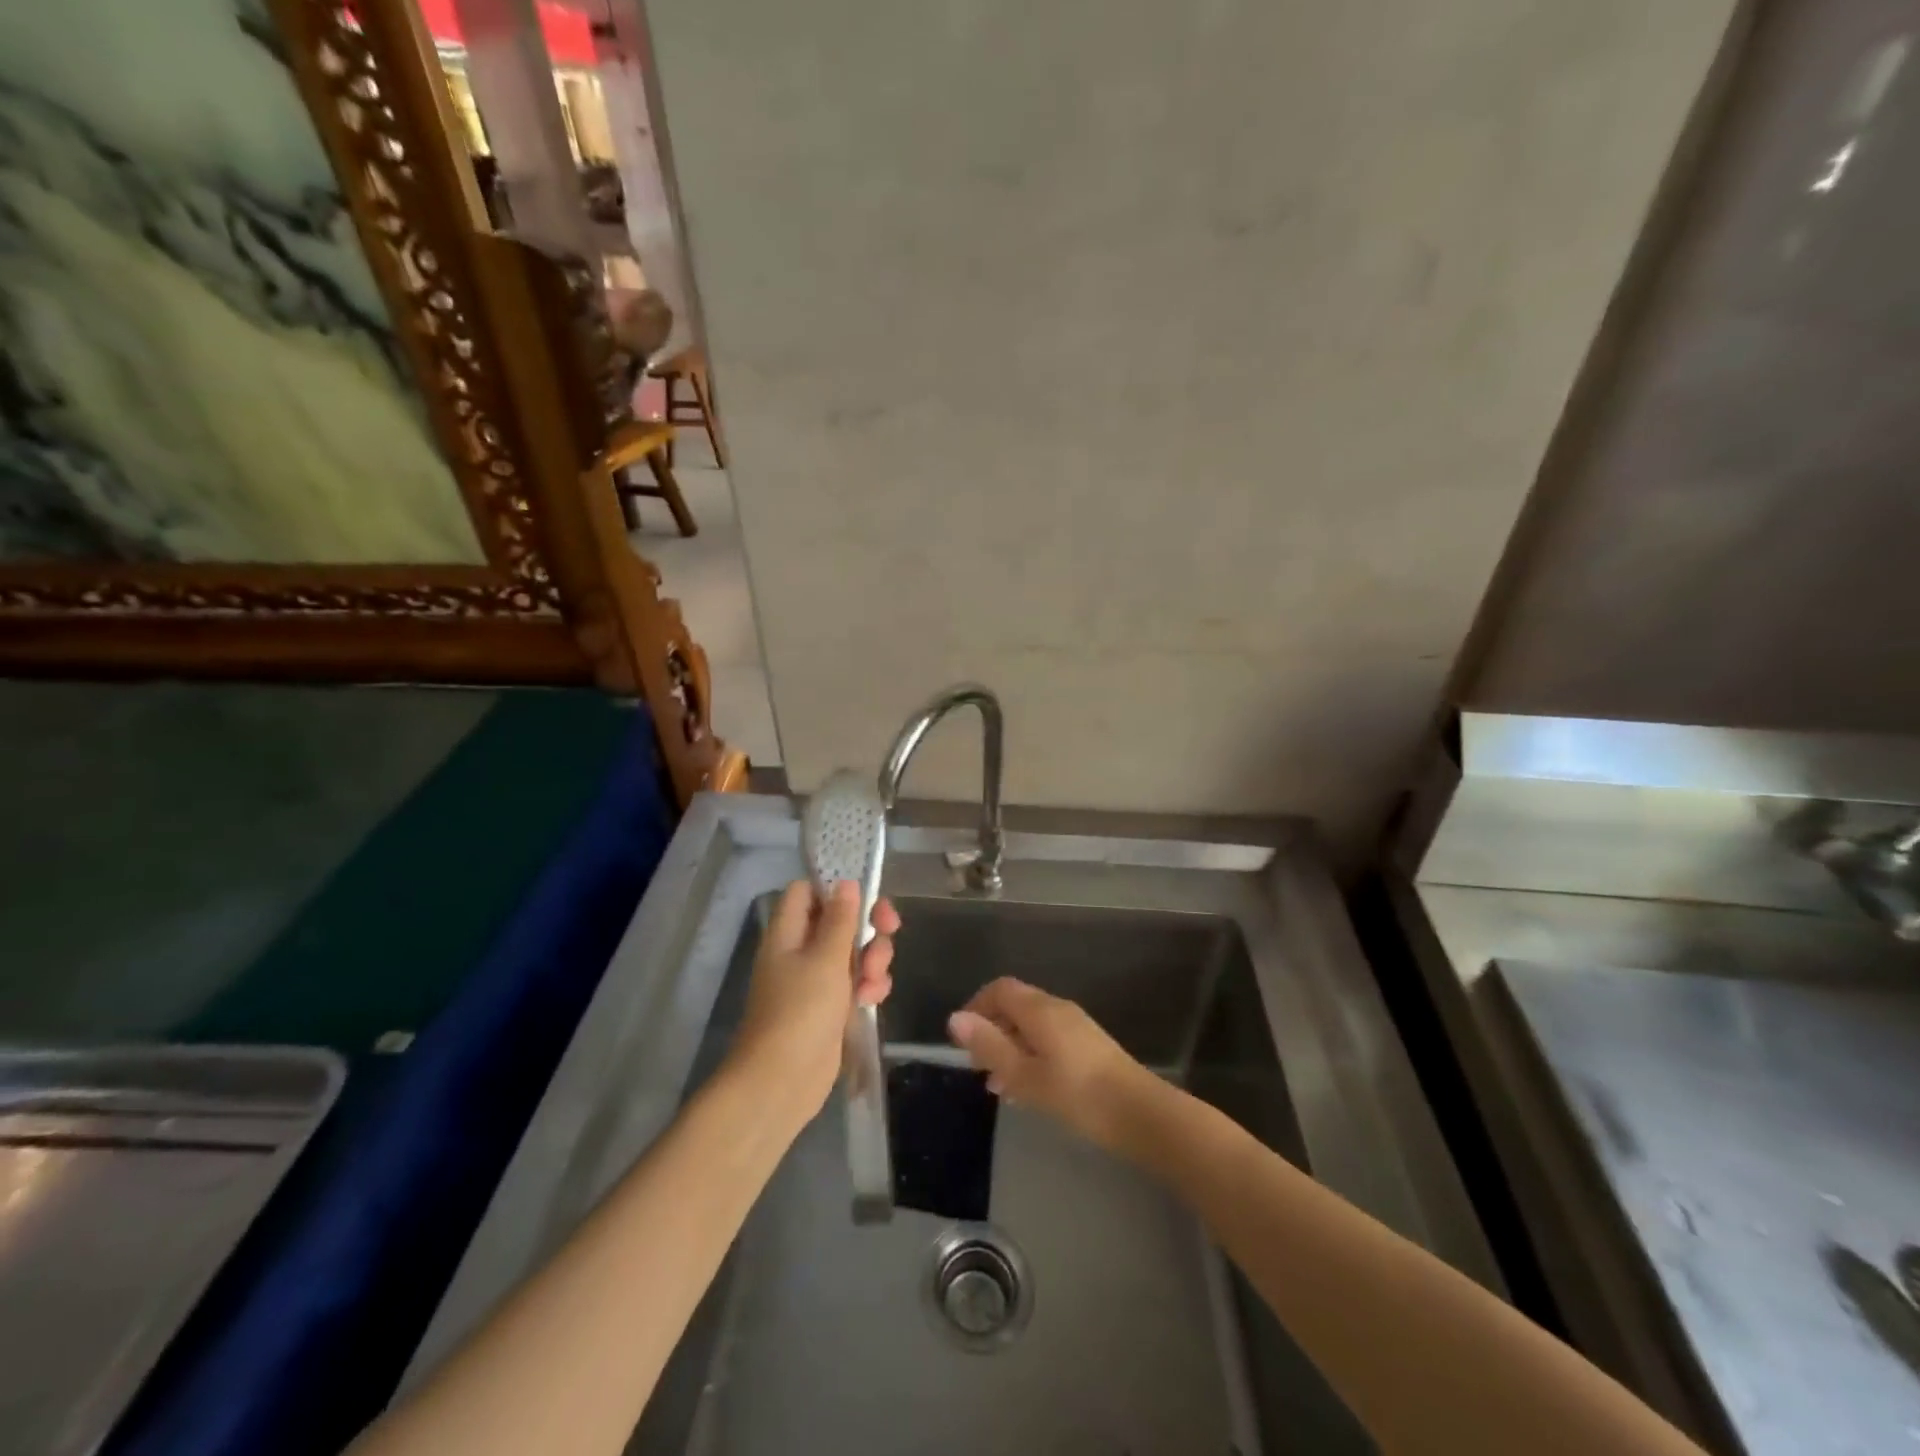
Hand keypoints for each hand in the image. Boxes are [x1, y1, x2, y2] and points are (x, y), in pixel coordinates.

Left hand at [728, 880, 897, 1117]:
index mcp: (788, 933)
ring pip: (854, 953)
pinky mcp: (830, 1008)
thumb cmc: (800, 1012)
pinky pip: (856, 983)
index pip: (807, 892)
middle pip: (839, 920)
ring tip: (873, 982)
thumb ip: (840, 920)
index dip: (835, 888)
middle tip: (889, 929)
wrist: (781, 1083)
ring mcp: (816, 981)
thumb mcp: (826, 959)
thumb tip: (846, 883)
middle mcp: (800, 952)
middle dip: (867, 926)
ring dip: (873, 960)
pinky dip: (869, 987)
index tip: (865, 894)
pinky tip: (873, 1000)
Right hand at [947, 978, 1159, 1152]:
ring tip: (997, 1085)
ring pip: (1032, 1027)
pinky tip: (1028, 1090)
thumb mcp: (1025, 1075)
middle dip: (992, 1030)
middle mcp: (1058, 1009)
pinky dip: (1030, 1056)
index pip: (1000, 989)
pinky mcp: (1089, 1047)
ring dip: (1010, 1047)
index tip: (961, 1039)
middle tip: (976, 1066)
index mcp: (1040, 1010)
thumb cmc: (1077, 1094)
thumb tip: (956, 1019)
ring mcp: (1076, 1027)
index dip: (976, 1006)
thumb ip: (990, 1046)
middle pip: (1016, 1006)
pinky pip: (1048, 1040)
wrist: (1140, 1114)